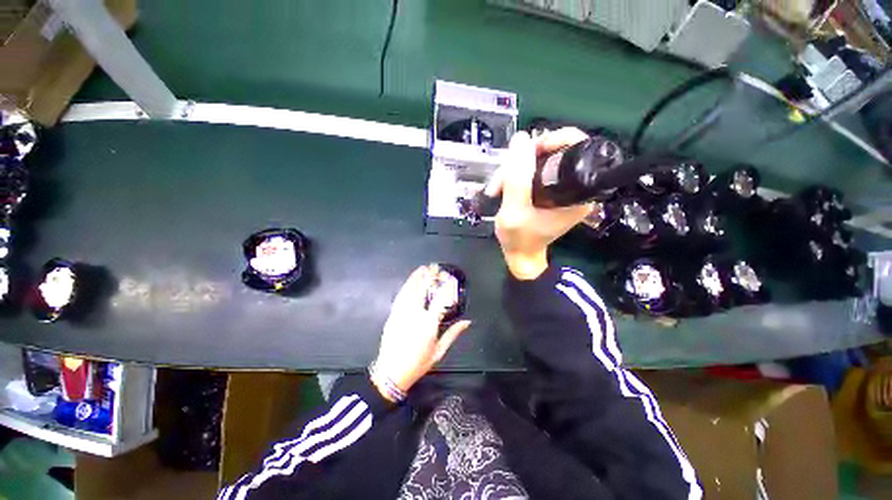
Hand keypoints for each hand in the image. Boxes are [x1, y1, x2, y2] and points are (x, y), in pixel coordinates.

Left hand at [371, 265, 470, 400]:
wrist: (391, 371)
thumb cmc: (418, 364)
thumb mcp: (439, 351)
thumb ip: (453, 334)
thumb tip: (467, 322)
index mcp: (428, 323)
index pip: (440, 299)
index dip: (445, 286)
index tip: (450, 278)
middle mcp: (414, 314)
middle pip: (422, 290)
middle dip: (429, 277)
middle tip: (435, 268)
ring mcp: (401, 313)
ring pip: (409, 291)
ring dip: (416, 278)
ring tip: (422, 269)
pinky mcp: (392, 315)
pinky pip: (400, 297)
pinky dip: (406, 288)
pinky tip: (409, 283)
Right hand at [488, 128, 592, 279]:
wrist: (520, 256)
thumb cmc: (521, 238)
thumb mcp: (514, 209)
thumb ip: (517, 175)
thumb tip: (522, 138)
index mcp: (580, 192)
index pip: (578, 147)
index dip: (555, 139)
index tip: (532, 149)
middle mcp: (577, 185)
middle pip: (556, 149)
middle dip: (525, 157)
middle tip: (504, 175)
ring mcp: (564, 184)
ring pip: (541, 156)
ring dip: (515, 166)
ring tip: (497, 187)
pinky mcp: (552, 185)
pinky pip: (536, 165)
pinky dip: (518, 171)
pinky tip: (502, 185)